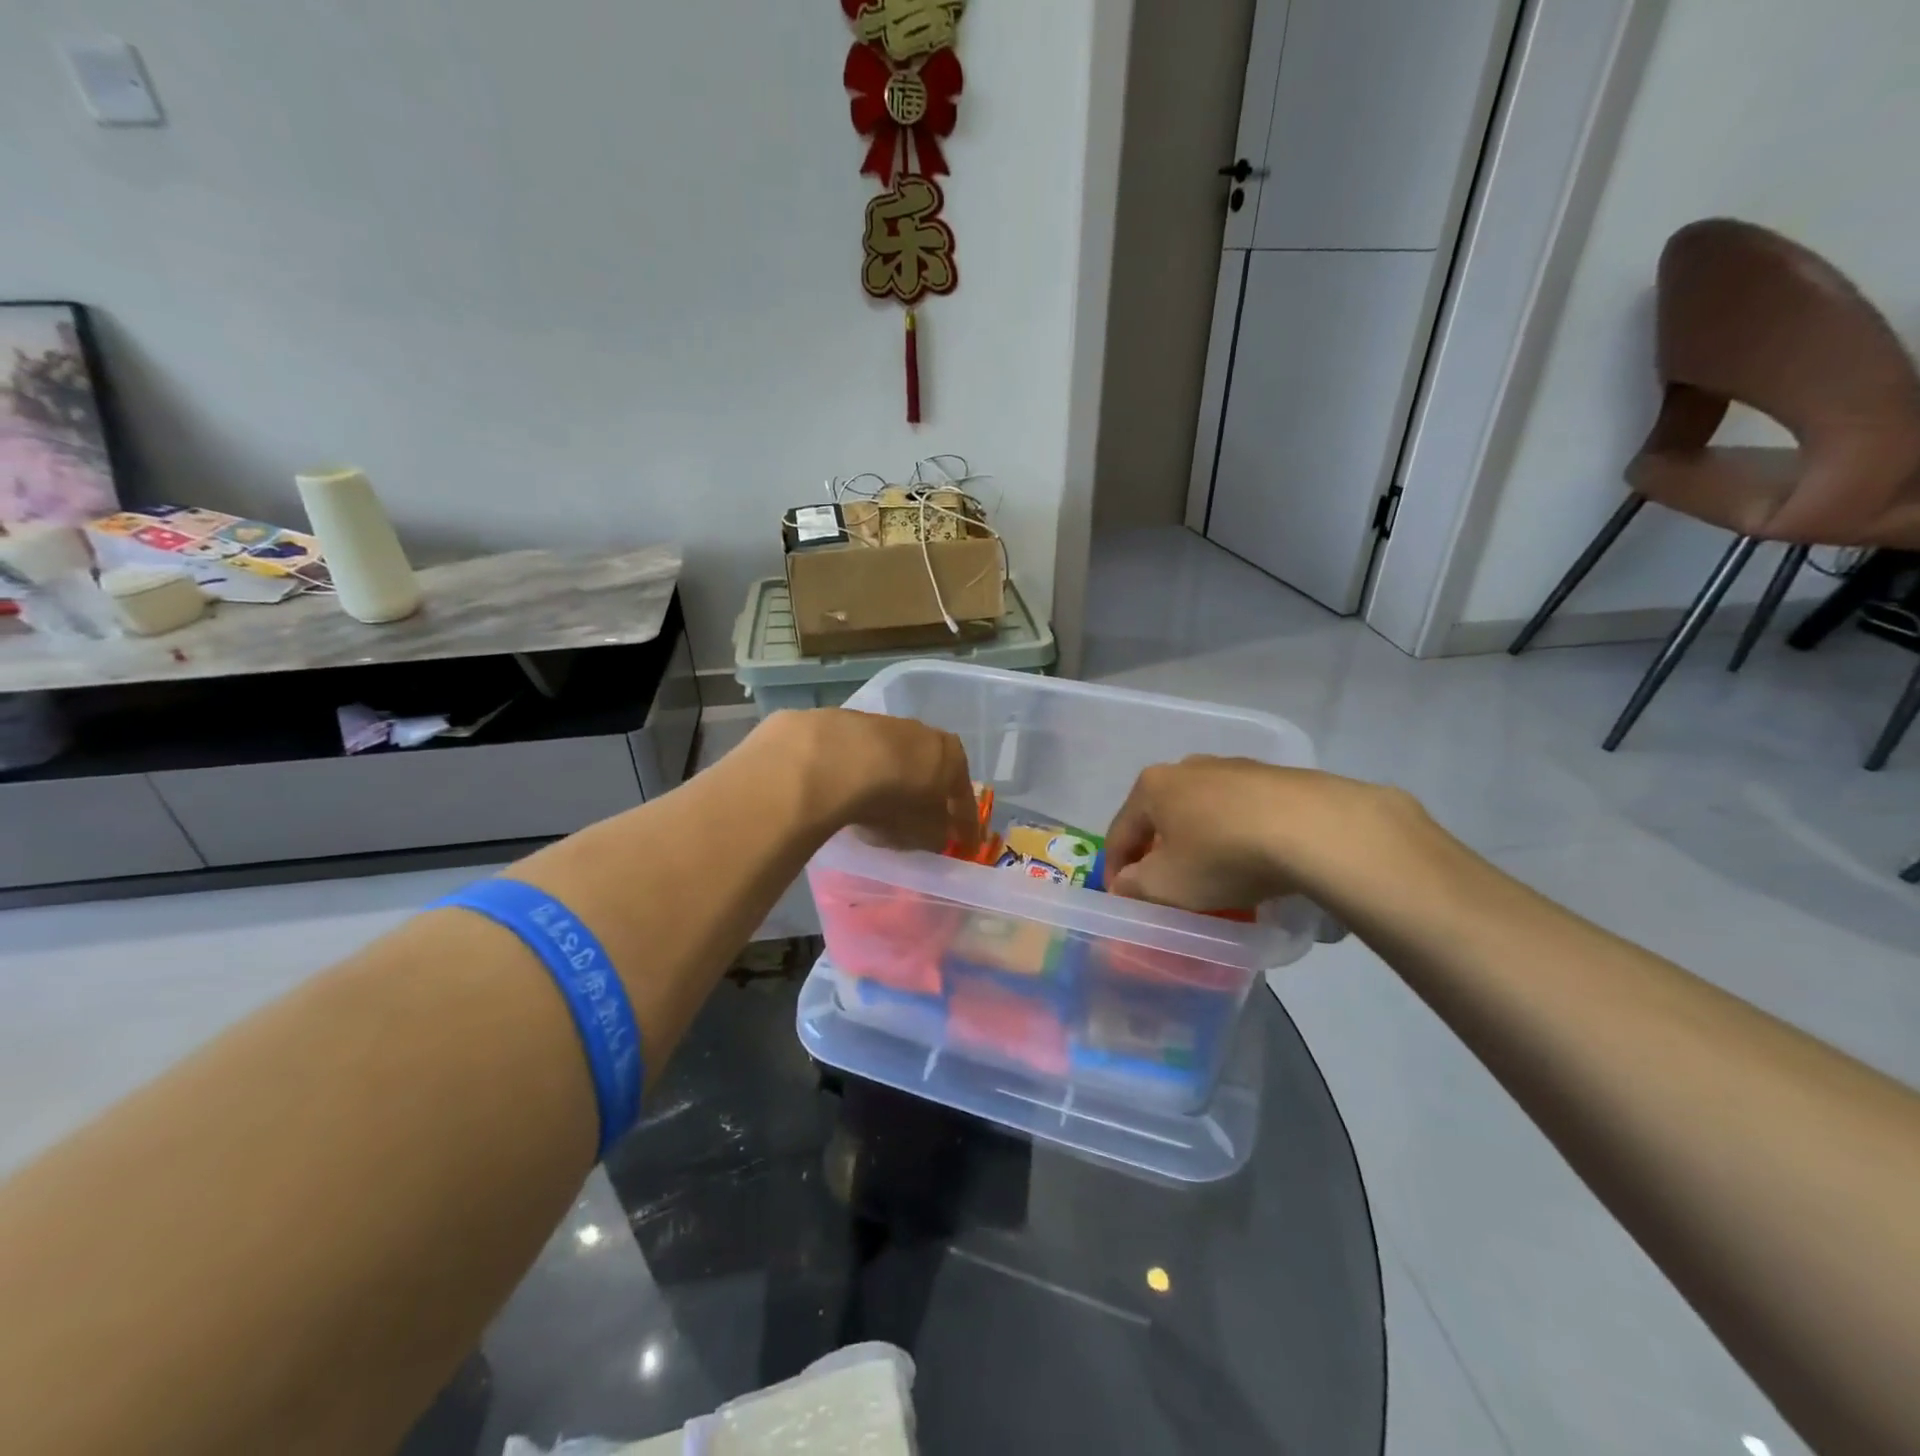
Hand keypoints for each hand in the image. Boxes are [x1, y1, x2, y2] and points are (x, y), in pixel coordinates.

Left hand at [762, 709, 979, 855]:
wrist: (835, 761)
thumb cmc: (894, 800)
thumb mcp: (922, 832)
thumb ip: (936, 835)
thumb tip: (938, 835)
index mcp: (953, 757)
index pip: (964, 798)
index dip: (966, 827)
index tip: (966, 847)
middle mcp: (925, 734)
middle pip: (932, 772)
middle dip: (931, 797)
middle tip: (926, 822)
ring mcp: (887, 725)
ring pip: (899, 760)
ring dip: (897, 782)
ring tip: (885, 808)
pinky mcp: (850, 724)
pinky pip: (867, 758)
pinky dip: (867, 775)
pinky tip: (856, 792)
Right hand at [1104, 757, 1423, 912]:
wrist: (1314, 829)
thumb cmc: (1222, 855)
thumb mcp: (1166, 885)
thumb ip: (1134, 886)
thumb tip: (1126, 883)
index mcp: (1152, 786)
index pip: (1120, 831)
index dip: (1115, 870)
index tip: (1122, 900)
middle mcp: (1188, 767)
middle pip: (1161, 817)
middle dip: (1159, 851)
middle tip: (1167, 886)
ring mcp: (1234, 767)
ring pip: (1203, 812)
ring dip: (1200, 842)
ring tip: (1215, 877)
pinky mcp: (1275, 778)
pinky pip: (1242, 813)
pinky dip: (1236, 836)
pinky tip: (1253, 861)